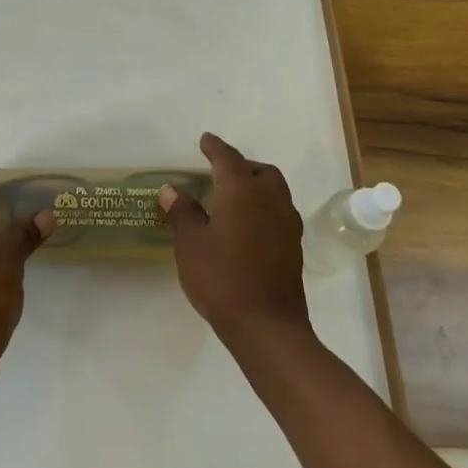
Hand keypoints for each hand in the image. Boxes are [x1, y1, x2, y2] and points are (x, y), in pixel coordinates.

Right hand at [158, 133, 312, 349]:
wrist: (268, 326)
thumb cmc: (222, 278)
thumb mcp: (191, 244)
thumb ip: (183, 213)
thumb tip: (173, 190)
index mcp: (242, 190)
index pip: (228, 158)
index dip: (215, 147)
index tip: (205, 140)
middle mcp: (270, 198)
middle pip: (258, 171)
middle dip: (240, 166)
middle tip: (219, 171)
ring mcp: (287, 222)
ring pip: (273, 190)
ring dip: (255, 185)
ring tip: (233, 196)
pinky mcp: (294, 245)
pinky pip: (278, 211)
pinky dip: (263, 206)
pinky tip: (247, 224)